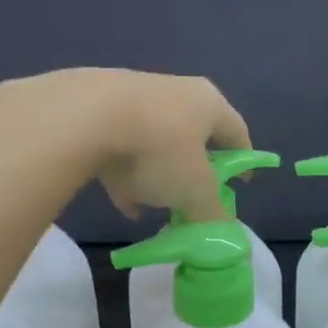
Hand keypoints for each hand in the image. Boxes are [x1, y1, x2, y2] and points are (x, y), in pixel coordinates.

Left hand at [0, 69, 249, 222]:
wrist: (84, 116)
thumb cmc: (158, 149)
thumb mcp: (194, 192)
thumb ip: (213, 215)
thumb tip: (225, 236)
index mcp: (208, 103)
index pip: (237, 131)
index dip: (243, 160)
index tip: (241, 184)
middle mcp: (176, 92)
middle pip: (194, 136)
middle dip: (194, 171)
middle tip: (194, 199)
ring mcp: (134, 96)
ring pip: (155, 141)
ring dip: (157, 175)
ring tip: (153, 206)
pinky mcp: (98, 106)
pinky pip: (121, 145)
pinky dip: (126, 172)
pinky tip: (122, 201)